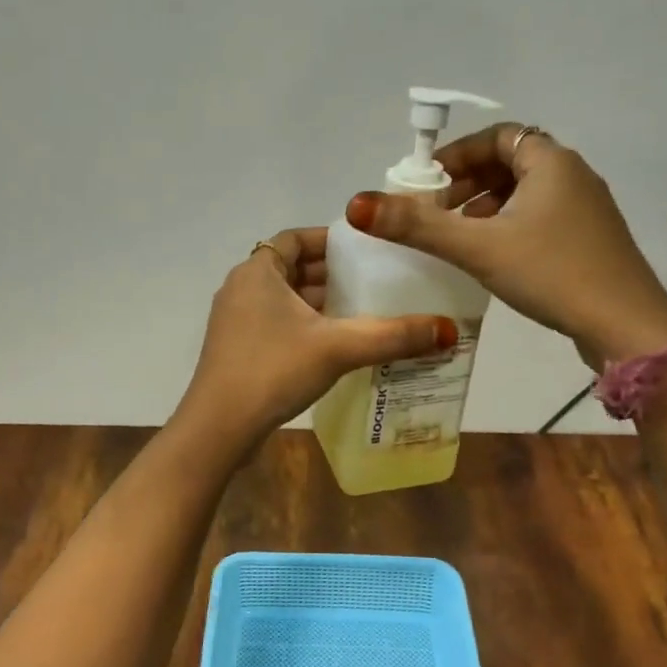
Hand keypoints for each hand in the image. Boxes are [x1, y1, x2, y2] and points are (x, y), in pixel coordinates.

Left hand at [173, 227, 457, 459]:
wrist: (219, 428)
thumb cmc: (273, 370)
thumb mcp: (337, 348)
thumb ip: (392, 336)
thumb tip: (448, 330)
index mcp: (257, 272)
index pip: (295, 238)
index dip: (330, 241)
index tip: (365, 251)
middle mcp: (242, 288)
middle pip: (292, 268)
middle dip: (332, 275)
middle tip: (376, 282)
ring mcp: (236, 321)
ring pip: (286, 300)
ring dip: (320, 304)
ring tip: (365, 313)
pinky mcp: (238, 350)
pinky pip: (278, 324)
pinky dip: (306, 327)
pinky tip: (337, 346)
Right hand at [345, 124, 666, 368]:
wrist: (626, 326)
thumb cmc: (551, 273)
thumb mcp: (477, 247)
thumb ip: (417, 225)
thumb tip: (358, 204)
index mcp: (551, 162)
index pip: (498, 137)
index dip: (457, 154)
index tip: (427, 182)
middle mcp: (573, 176)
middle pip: (510, 164)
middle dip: (467, 184)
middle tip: (435, 212)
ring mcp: (587, 210)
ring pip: (525, 194)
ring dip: (486, 207)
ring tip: (457, 238)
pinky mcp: (591, 241)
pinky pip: (540, 218)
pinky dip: (509, 226)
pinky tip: (492, 259)